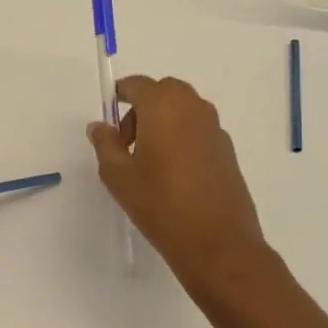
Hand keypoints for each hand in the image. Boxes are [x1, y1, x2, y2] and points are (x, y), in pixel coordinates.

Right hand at [87, 75, 270, 292]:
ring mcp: (215, 128)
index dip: (120, 94)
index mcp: (164, 105)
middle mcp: (193, 108)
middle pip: (163, 93)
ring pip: (183, 111)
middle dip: (143, 108)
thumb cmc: (160, 203)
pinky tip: (174, 175)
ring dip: (164, 123)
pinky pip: (198, 131)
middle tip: (127, 142)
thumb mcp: (118, 175)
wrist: (217, 242)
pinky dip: (182, 139)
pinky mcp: (228, 151)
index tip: (109, 114)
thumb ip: (105, 144)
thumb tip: (100, 126)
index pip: (138, 85)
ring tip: (149, 162)